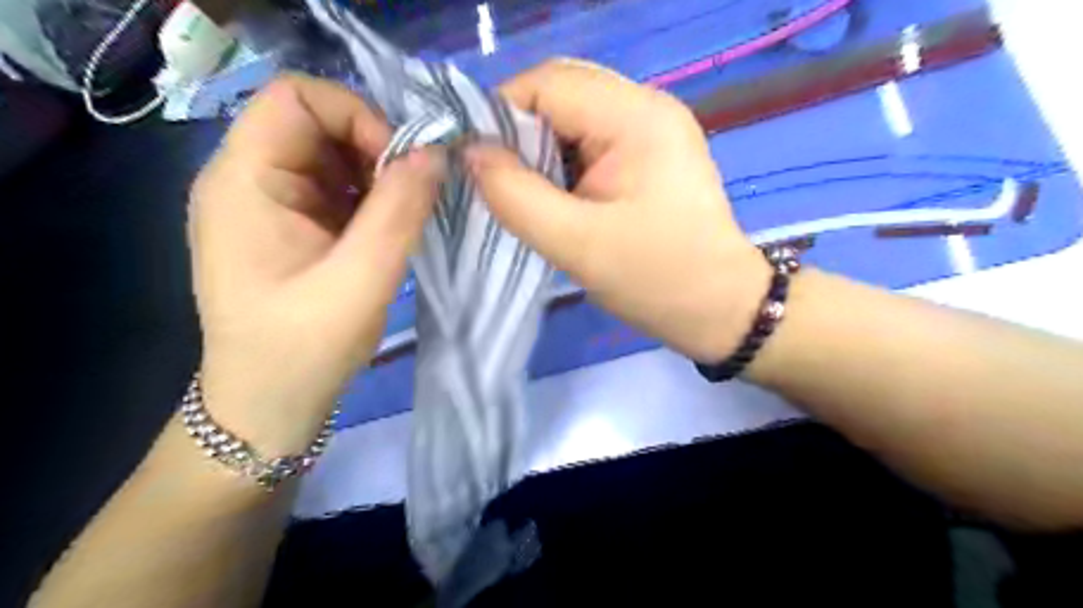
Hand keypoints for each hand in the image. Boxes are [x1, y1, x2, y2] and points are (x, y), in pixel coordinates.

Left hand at [188, 75, 441, 456]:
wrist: (268, 406)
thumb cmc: (304, 349)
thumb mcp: (362, 278)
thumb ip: (400, 210)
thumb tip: (436, 153)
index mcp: (244, 181)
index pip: (297, 96)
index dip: (357, 117)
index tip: (400, 167)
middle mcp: (247, 179)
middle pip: (316, 122)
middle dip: (374, 149)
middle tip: (411, 196)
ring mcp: (267, 204)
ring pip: (331, 155)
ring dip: (376, 176)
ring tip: (403, 217)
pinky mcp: (288, 226)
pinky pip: (334, 187)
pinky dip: (369, 198)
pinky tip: (387, 231)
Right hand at [468, 60, 769, 363]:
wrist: (719, 308)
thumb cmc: (655, 278)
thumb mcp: (576, 244)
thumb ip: (515, 195)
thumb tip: (471, 154)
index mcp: (635, 117)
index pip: (546, 84)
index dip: (502, 116)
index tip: (481, 165)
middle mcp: (648, 106)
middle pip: (561, 91)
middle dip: (521, 132)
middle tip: (507, 183)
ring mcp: (654, 127)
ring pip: (574, 114)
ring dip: (543, 148)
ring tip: (535, 194)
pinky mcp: (654, 151)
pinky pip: (593, 137)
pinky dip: (566, 160)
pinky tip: (563, 195)